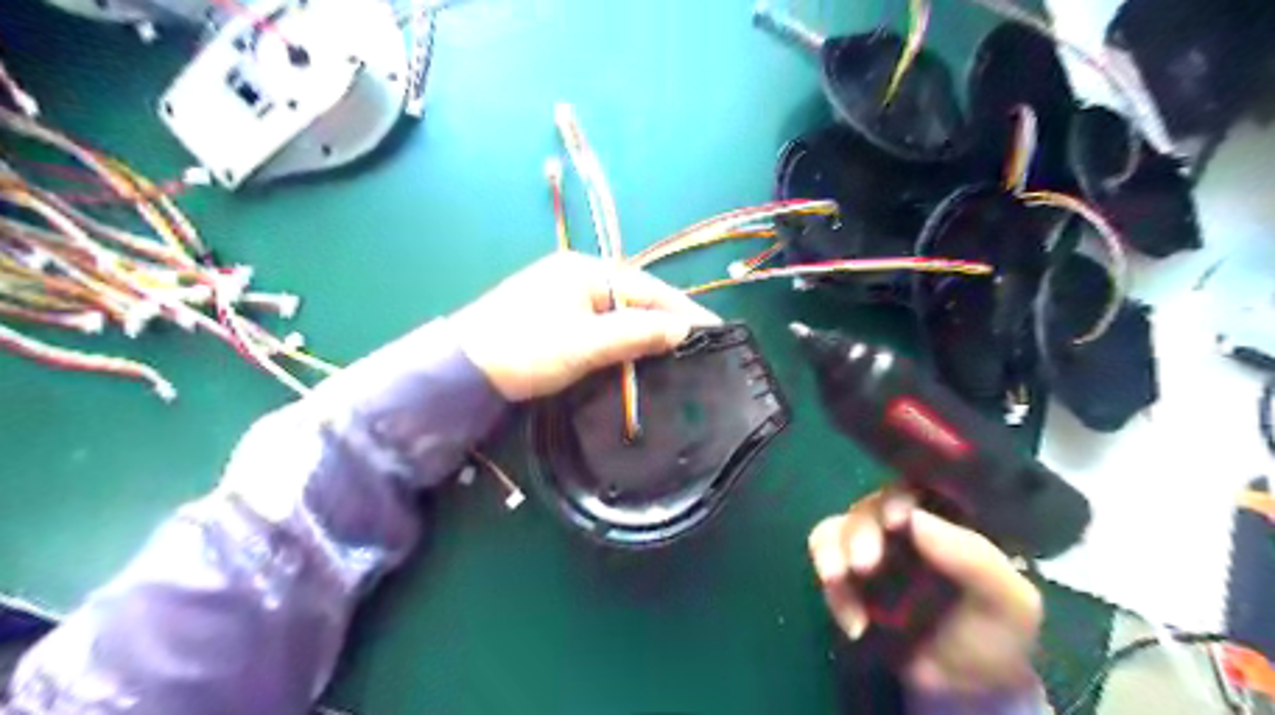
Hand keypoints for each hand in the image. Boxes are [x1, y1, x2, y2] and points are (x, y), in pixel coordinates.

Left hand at [452, 253, 720, 402]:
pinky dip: (622, 335)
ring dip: (644, 328)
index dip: (682, 310)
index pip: (646, 287)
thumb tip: (682, 330)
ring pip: (618, 309)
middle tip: (697, 343)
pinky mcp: (554, 313)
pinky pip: (601, 320)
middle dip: (665, 318)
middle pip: (634, 295)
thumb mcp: (584, 343)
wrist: (462, 370)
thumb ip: (635, 333)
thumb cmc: (525, 350)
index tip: (714, 330)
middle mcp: (576, 273)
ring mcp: (563, 292)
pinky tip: (634, 350)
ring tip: (674, 349)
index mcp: (585, 270)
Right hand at [812, 492, 1038, 691]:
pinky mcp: (847, 570)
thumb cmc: (992, 640)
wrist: (960, 691)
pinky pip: (825, 558)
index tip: (896, 520)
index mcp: (949, 520)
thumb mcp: (1008, 604)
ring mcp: (872, 545)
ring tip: (836, 581)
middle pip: (871, 506)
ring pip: (839, 526)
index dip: (903, 497)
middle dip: (861, 532)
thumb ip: (974, 559)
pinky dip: (831, 586)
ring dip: (833, 551)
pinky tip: (852, 621)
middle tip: (863, 565)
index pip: (921, 488)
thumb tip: (915, 519)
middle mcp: (906, 524)